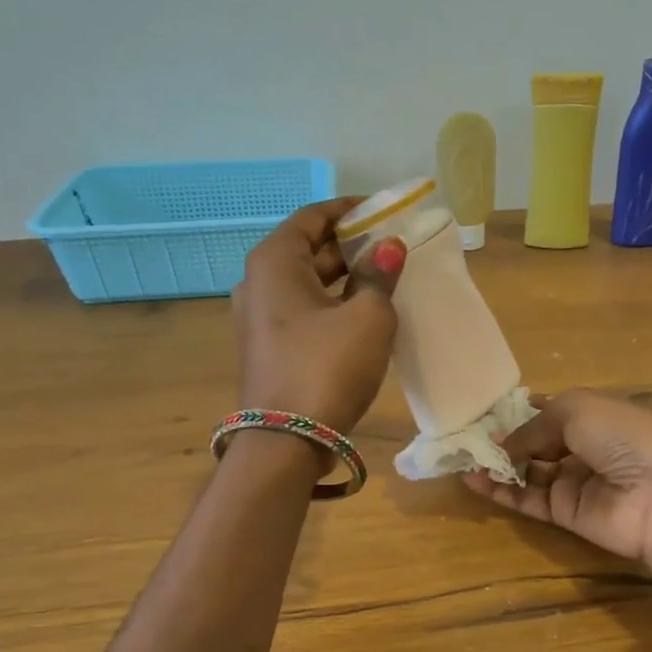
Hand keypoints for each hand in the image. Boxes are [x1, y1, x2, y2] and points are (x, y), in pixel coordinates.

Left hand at [232, 198, 404, 432]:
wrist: (286, 441)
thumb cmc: (327, 367)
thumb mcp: (367, 317)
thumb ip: (379, 276)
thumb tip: (389, 248)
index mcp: (274, 262)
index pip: (313, 217)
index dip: (350, 210)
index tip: (385, 211)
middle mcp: (258, 283)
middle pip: (309, 249)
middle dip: (351, 245)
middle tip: (394, 246)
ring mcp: (260, 318)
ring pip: (308, 283)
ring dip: (345, 277)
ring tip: (387, 278)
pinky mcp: (270, 348)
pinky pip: (305, 311)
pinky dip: (333, 304)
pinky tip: (365, 313)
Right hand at [462, 390, 651, 588]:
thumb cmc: (625, 438)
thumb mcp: (579, 410)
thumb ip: (535, 425)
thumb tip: (504, 443)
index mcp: (598, 415)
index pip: (554, 412)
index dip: (523, 412)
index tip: (487, 412)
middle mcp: (587, 448)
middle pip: (538, 442)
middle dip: (506, 438)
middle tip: (468, 436)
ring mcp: (577, 482)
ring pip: (529, 472)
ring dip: (498, 464)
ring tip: (463, 458)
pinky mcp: (567, 514)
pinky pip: (528, 499)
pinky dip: (501, 490)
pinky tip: (473, 479)